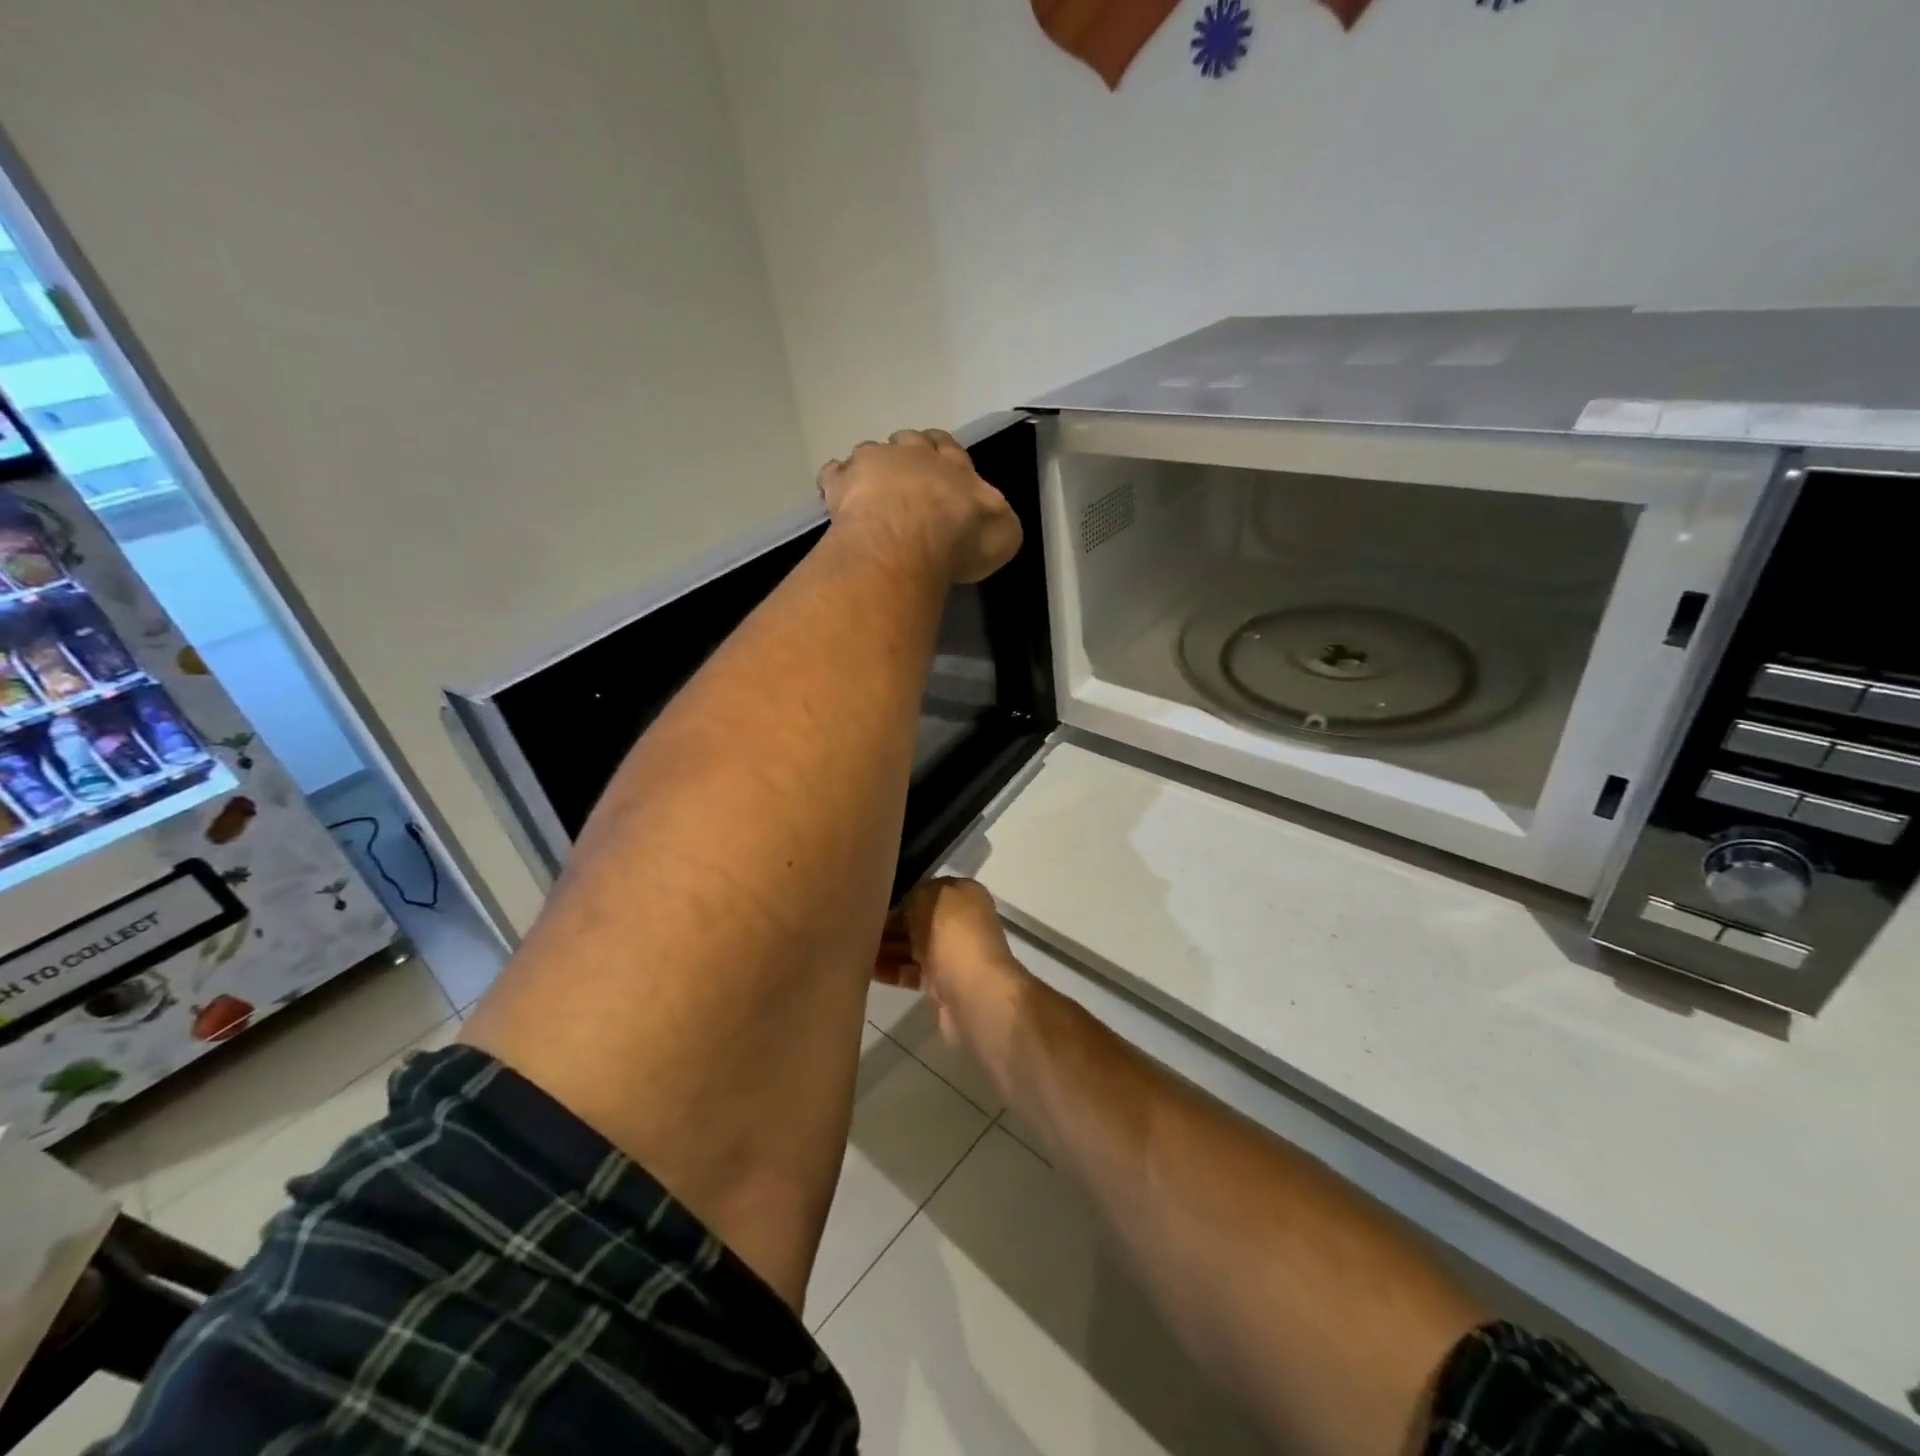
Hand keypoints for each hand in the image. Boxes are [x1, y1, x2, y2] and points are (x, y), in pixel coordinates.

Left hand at [818, 430, 1022, 584]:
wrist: (908, 540)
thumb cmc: (960, 539)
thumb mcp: (1002, 535)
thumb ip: (997, 520)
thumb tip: (992, 517)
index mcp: (956, 466)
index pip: (949, 448)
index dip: (942, 455)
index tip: (938, 468)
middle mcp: (916, 455)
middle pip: (910, 441)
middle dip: (908, 455)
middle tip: (905, 480)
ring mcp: (875, 462)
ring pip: (871, 451)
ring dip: (872, 467)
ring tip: (870, 492)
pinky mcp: (843, 480)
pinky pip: (834, 472)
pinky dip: (836, 482)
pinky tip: (835, 497)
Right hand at [875, 878, 1031, 1089]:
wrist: (973, 991)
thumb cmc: (952, 934)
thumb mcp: (928, 898)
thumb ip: (912, 895)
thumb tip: (901, 906)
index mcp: (963, 895)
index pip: (926, 890)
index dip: (900, 895)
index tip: (871, 901)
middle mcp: (961, 922)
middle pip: (917, 920)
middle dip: (889, 923)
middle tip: (855, 925)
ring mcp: (952, 954)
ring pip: (912, 946)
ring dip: (885, 947)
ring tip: (851, 947)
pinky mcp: (941, 984)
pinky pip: (910, 972)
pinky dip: (890, 970)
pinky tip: (864, 969)